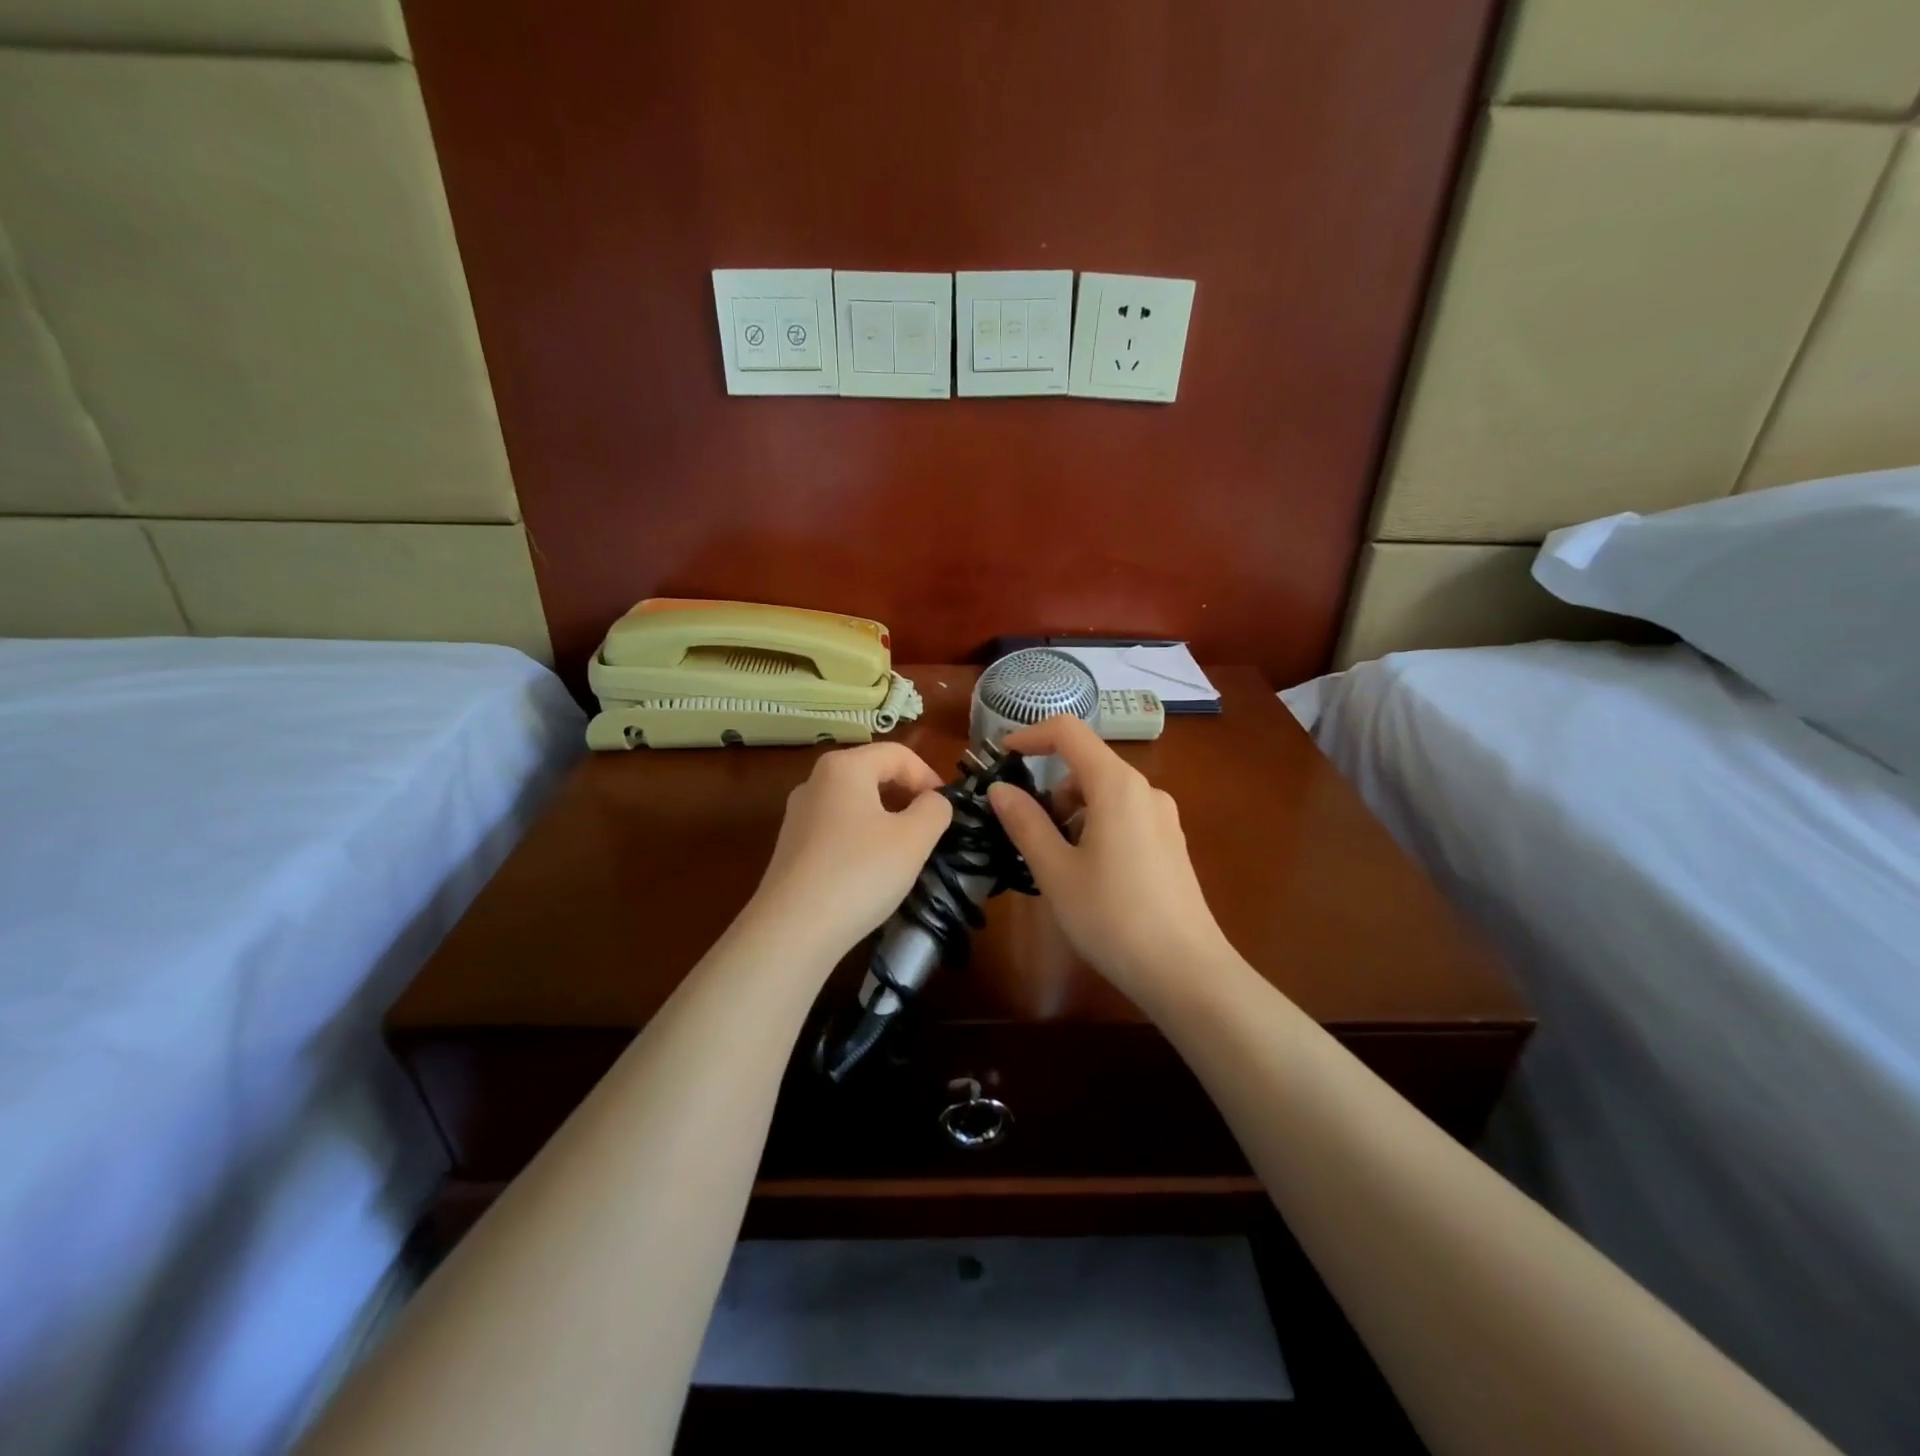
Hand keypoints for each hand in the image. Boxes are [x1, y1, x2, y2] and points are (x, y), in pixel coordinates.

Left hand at [747, 742, 952, 965]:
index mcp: (844, 767)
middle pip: (873, 773)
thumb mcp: (914, 839)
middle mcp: (815, 781)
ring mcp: (798, 814)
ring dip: (885, 818)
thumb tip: (934, 801)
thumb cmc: (860, 873)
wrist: (793, 930)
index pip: (898, 754)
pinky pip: (836, 827)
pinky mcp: (791, 846)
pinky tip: (870, 869)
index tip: (947, 809)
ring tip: (905, 850)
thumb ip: (935, 810)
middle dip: (907, 795)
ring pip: (854, 802)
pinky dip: (861, 837)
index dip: (929, 776)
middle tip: (931, 828)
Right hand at [987, 716, 1231, 1003]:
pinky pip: (1124, 816)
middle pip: (1086, 766)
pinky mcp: (1170, 842)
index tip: (1002, 756)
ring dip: (1072, 812)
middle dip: (1050, 789)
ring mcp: (1163, 817)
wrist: (1185, 971)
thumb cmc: (1111, 917)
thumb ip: (1025, 822)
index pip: (1069, 732)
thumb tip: (1000, 789)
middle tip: (1024, 832)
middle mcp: (1145, 790)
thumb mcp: (1055, 871)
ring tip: (1055, 862)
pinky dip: (1096, 827)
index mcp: (1116, 785)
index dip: (1031, 735)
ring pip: (1104, 794)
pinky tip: (1088, 874)